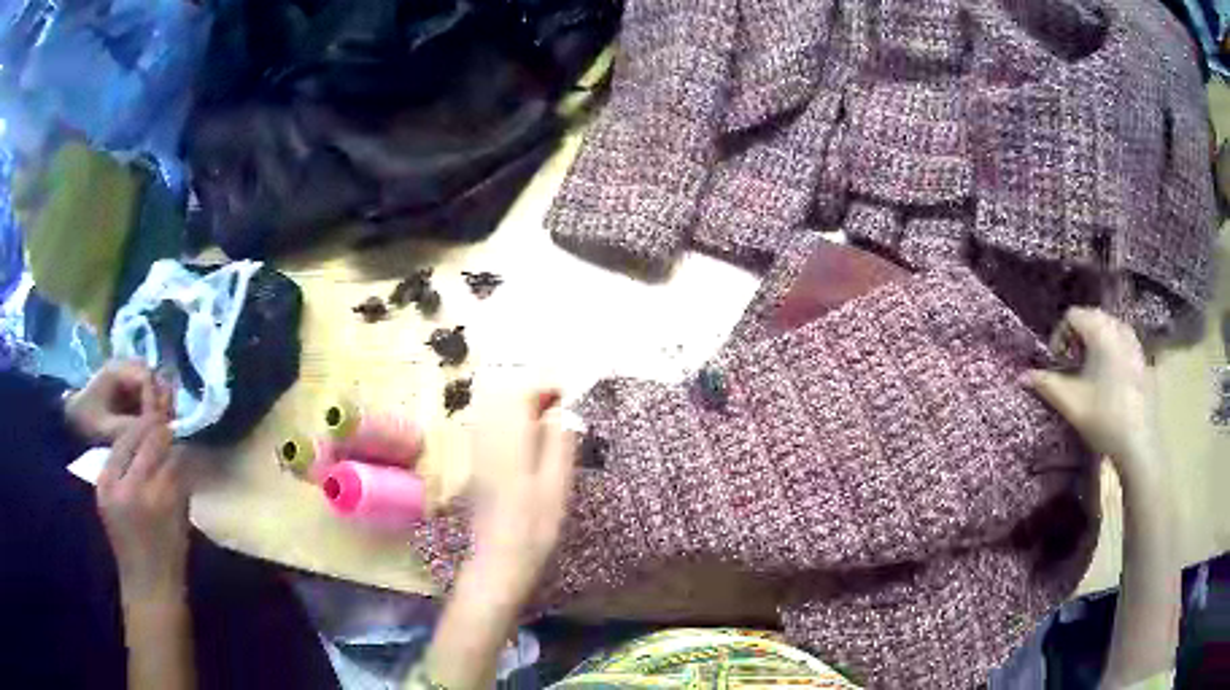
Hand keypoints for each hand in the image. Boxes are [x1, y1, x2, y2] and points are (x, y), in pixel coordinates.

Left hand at [66, 361, 167, 442]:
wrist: (72, 421)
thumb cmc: (86, 422)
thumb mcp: (104, 429)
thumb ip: (129, 428)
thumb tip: (157, 431)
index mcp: (117, 370)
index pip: (146, 376)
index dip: (154, 399)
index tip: (156, 426)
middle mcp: (126, 368)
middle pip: (155, 377)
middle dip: (163, 401)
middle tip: (166, 427)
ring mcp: (129, 379)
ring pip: (156, 386)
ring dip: (162, 406)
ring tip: (163, 429)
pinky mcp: (131, 392)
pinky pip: (151, 396)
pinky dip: (156, 410)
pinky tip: (155, 428)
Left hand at [98, 414, 191, 603]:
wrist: (147, 588)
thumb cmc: (172, 559)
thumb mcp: (182, 518)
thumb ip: (178, 478)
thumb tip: (182, 444)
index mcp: (154, 500)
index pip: (165, 448)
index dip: (173, 429)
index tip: (180, 414)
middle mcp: (127, 487)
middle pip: (142, 437)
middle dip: (157, 421)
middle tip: (167, 407)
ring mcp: (109, 486)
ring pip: (126, 439)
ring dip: (140, 427)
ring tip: (153, 416)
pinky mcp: (100, 487)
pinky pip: (115, 453)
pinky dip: (128, 444)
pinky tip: (137, 440)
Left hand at [467, 389, 577, 598]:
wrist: (499, 560)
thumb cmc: (534, 527)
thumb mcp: (557, 487)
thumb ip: (559, 445)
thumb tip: (563, 413)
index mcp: (510, 442)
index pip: (519, 396)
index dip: (542, 388)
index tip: (565, 394)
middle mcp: (488, 441)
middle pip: (502, 399)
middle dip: (530, 394)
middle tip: (558, 405)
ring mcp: (478, 453)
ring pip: (492, 413)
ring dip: (518, 408)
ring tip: (544, 419)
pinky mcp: (477, 467)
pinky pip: (487, 429)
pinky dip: (507, 423)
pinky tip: (524, 439)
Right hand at [1024, 307, 1159, 477]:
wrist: (1138, 444)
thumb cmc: (1104, 418)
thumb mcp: (1071, 403)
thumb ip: (1046, 384)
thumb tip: (1021, 376)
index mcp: (1101, 330)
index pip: (1073, 315)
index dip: (1060, 335)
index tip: (1057, 362)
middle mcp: (1119, 327)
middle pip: (1092, 317)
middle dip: (1078, 337)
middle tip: (1071, 366)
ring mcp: (1134, 342)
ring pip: (1109, 328)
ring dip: (1096, 342)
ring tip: (1091, 371)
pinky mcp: (1143, 359)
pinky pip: (1124, 342)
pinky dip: (1113, 350)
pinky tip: (1111, 378)